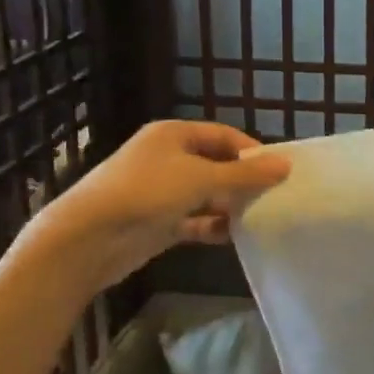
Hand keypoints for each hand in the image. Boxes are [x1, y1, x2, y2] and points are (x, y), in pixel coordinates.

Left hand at [28, 120, 290, 290]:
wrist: (88, 238)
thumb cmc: (146, 193)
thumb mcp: (200, 178)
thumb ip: (244, 174)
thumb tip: (285, 164)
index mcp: (173, 135)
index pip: (223, 135)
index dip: (251, 151)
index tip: (278, 171)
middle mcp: (167, 158)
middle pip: (215, 164)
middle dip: (242, 180)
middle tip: (273, 196)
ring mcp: (160, 192)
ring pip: (205, 194)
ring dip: (228, 205)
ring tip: (258, 217)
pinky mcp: (156, 223)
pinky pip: (193, 220)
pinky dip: (211, 226)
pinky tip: (231, 236)